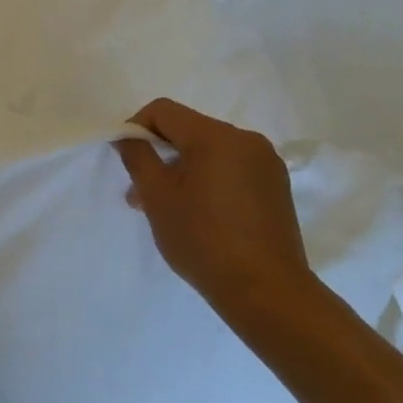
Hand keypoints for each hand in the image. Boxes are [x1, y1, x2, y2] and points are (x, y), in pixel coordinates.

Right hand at [114, 98, 312, 317]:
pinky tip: (198, 213)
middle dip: (160, 153)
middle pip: (188, 130)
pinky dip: (207, 179)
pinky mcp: (275, 186)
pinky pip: (230, 168)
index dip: (137, 128)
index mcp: (215, 136)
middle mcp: (245, 140)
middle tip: (140, 192)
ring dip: (182, 169)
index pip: (164, 111)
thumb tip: (127, 137)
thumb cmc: (203, 240)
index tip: (127, 160)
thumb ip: (137, 157)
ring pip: (209, 151)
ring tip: (166, 207)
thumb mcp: (157, 197)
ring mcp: (265, 163)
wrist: (266, 291)